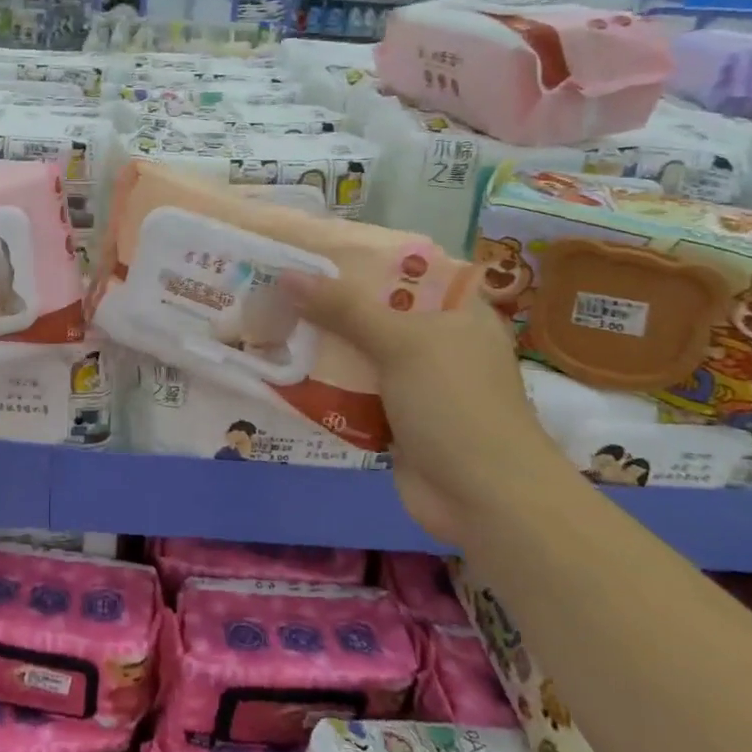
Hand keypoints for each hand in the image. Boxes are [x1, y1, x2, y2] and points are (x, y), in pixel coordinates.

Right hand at [280, 270, 555, 545]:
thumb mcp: (401, 343)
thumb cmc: (455, 404)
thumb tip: (286, 275)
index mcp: (455, 311)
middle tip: (274, 287)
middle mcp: (436, 341)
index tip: (306, 252)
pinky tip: (282, 371)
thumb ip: (344, 308)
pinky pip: (351, 391)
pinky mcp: (395, 418)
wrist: (485, 499)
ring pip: (357, 353)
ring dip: (319, 345)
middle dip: (325, 304)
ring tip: (267, 323)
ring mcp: (415, 382)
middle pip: (372, 312)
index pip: (402, 271)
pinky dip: (323, 384)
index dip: (356, 260)